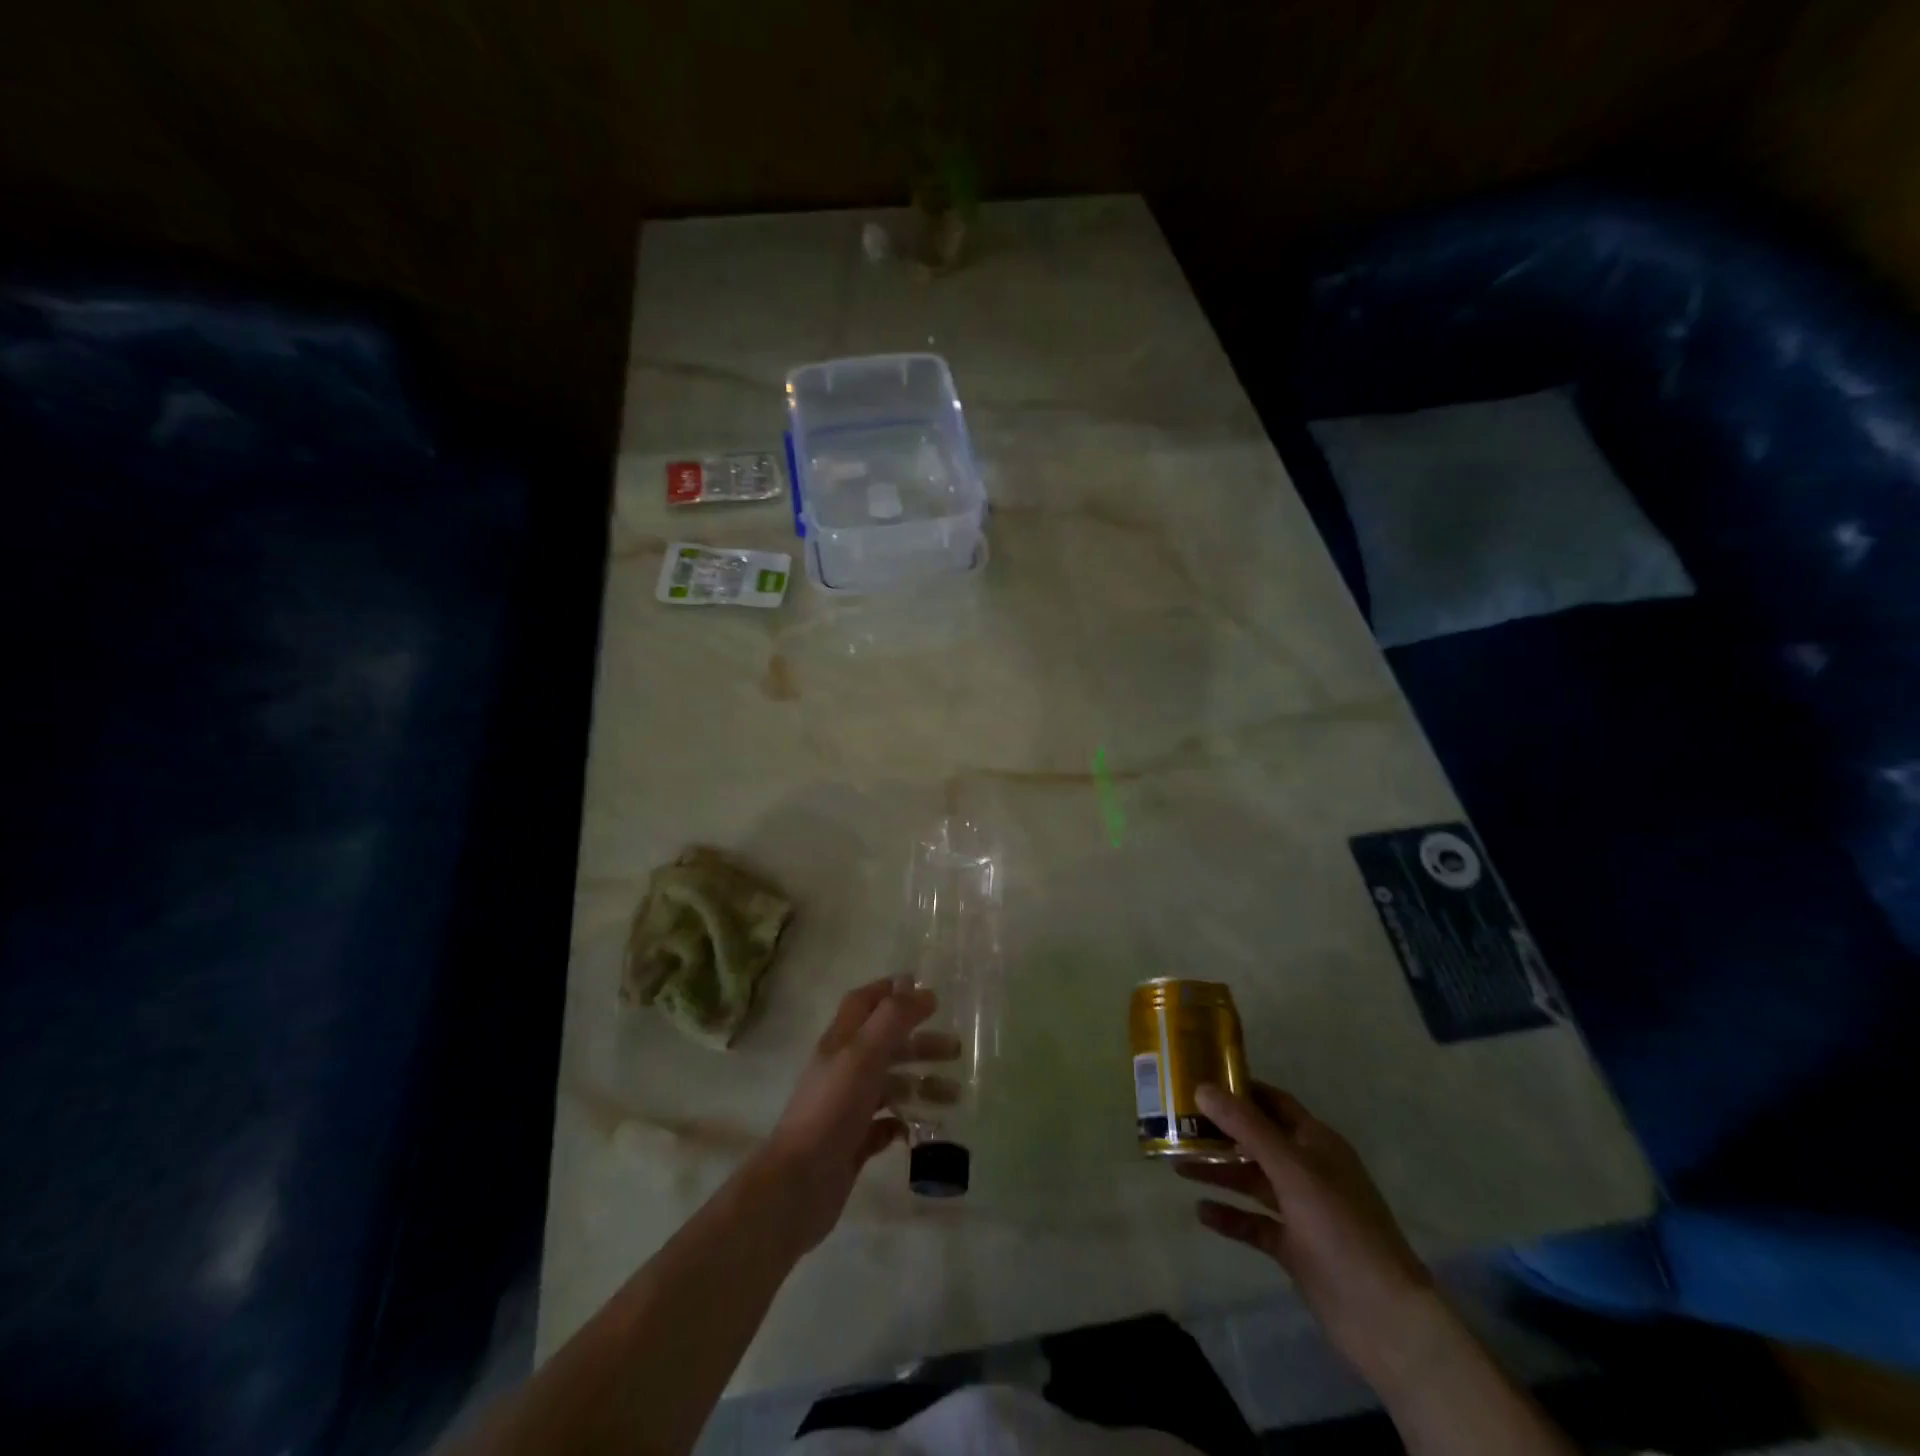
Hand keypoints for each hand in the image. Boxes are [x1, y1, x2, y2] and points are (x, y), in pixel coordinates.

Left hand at [755, 977, 960, 1251]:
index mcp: (841, 1042)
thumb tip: (924, 991)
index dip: (890, 991)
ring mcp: (848, 1107)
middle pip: (885, 1044)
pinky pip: (886, 1124)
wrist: (799, 1184)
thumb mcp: (864, 1053)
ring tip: (955, 1095)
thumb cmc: (832, 1108)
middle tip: (956, 1049)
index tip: (924, 990)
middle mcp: (844, 1069)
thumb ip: (893, 1018)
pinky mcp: (853, 1142)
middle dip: (920, 1042)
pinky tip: (925, 1128)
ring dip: (922, 1084)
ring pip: (891, 1085)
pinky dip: (907, 1121)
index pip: (863, 1003)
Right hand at [1179, 1082, 1438, 1384]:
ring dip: (1219, 1172)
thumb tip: (1201, 1088)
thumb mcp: (1292, 1169)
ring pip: (1252, 1180)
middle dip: (1220, 1132)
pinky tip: (1200, 1211)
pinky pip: (1254, 1223)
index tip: (1199, 1079)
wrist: (1384, 1320)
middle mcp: (1309, 1170)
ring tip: (1178, 1165)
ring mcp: (1303, 1210)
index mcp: (1317, 1143)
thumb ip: (1246, 1127)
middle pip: (1257, 1140)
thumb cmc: (1341, 1228)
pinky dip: (1230, 1216)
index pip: (1273, 1102)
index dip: (1240, 1089)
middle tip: (1178, 1123)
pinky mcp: (1295, 1247)